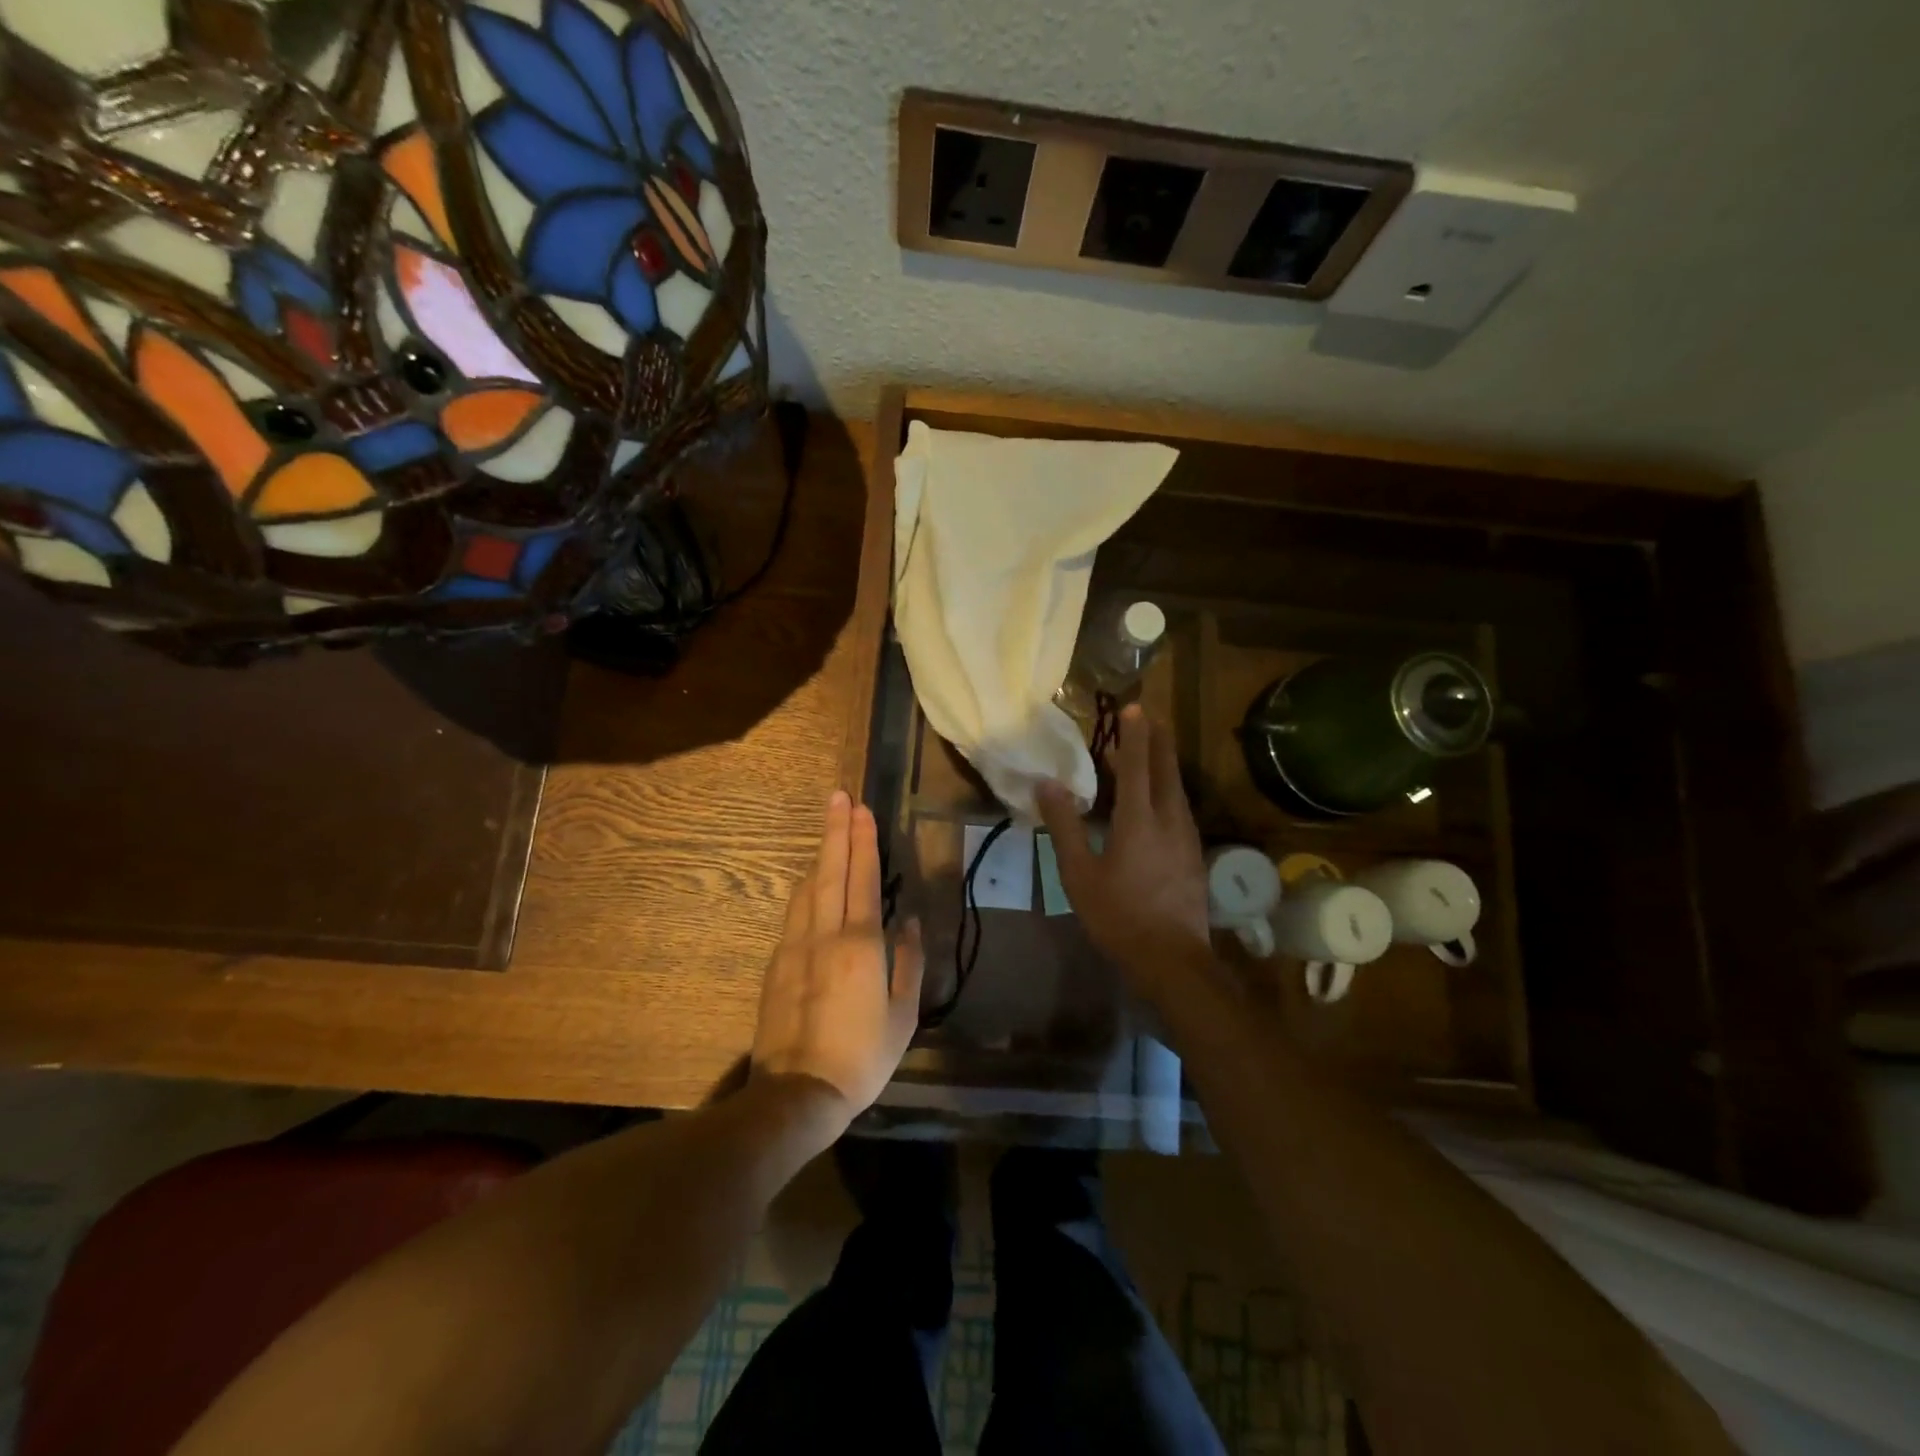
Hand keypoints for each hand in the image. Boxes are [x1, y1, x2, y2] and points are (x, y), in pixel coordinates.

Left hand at [751, 790, 924, 1129]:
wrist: (797, 1092)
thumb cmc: (862, 1056)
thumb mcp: (902, 1015)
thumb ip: (908, 961)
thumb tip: (909, 921)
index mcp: (860, 944)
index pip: (861, 879)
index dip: (863, 841)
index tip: (862, 808)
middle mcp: (824, 935)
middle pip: (830, 871)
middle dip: (836, 831)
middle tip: (839, 796)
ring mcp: (795, 946)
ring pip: (808, 887)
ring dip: (820, 854)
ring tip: (830, 828)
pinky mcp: (777, 963)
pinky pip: (795, 911)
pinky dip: (807, 886)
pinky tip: (812, 880)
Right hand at [1037, 705, 1210, 1003]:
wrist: (1172, 960)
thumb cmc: (1119, 915)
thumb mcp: (1079, 873)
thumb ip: (1064, 825)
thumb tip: (1047, 784)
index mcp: (1139, 820)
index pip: (1136, 765)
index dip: (1134, 734)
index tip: (1133, 706)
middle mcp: (1169, 820)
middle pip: (1165, 770)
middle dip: (1158, 740)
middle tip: (1150, 717)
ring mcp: (1187, 838)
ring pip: (1176, 789)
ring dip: (1163, 765)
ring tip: (1149, 753)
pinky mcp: (1194, 855)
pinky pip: (1179, 809)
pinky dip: (1166, 791)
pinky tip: (1157, 801)